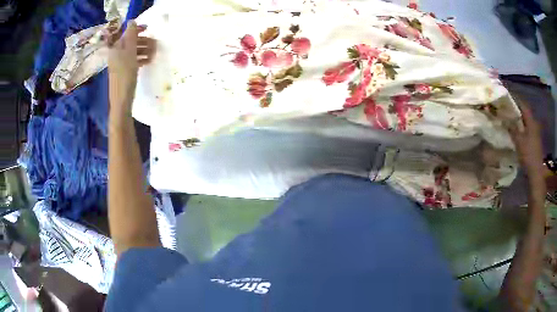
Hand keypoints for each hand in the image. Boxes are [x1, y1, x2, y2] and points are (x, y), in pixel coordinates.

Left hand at [108, 20, 155, 115]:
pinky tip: (148, 61)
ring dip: (144, 50)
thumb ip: (131, 36)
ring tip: (153, 54)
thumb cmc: (125, 75)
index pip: (126, 33)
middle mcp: (117, 53)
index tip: (149, 29)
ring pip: (133, 51)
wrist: (121, 99)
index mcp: (116, 48)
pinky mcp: (124, 70)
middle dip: (143, 41)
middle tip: (155, 44)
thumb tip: (132, 21)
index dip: (137, 29)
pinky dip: (141, 58)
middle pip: (131, 41)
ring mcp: (120, 62)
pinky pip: (133, 60)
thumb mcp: (130, 53)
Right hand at [509, 98, 544, 178]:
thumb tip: (504, 118)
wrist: (536, 172)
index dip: (514, 99)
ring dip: (518, 119)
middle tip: (506, 108)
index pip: (522, 104)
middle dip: (516, 109)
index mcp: (531, 121)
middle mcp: (534, 124)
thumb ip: (512, 128)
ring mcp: (535, 133)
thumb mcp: (518, 141)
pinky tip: (516, 131)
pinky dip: (521, 127)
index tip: (506, 96)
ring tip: (510, 118)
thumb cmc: (528, 154)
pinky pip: (526, 129)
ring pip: (525, 121)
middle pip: (524, 112)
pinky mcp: (534, 141)